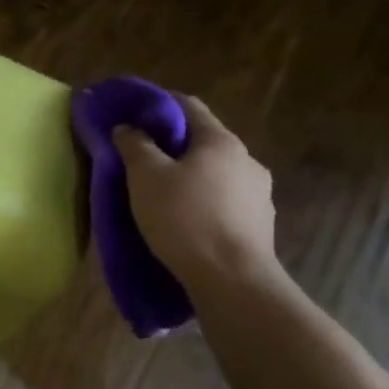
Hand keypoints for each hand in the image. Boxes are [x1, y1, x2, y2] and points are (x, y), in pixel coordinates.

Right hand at [112, 96, 280, 289]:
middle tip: (143, 159)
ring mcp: (259, 195)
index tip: (135, 115)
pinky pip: (226, 203)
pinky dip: (205, 203)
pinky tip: (188, 222)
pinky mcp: (260, 226)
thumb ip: (135, 145)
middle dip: (174, 146)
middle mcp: (247, 160)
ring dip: (191, 177)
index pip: (189, 106)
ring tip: (164, 195)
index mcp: (221, 141)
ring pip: (217, 174)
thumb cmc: (185, 219)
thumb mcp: (146, 177)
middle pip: (205, 141)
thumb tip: (128, 127)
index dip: (160, 105)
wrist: (233, 282)